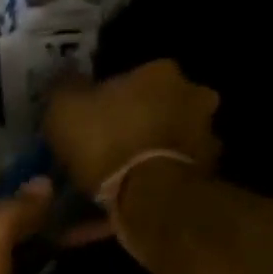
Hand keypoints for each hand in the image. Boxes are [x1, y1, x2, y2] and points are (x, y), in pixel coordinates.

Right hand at [43, 59, 221, 194]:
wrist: (149, 196)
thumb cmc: (107, 143)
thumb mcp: (65, 111)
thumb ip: (65, 90)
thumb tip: (66, 80)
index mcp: (159, 72)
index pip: (131, 78)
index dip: (108, 100)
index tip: (91, 121)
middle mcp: (192, 94)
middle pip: (157, 107)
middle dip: (136, 125)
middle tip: (108, 151)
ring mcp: (206, 134)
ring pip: (169, 141)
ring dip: (150, 155)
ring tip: (120, 182)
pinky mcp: (207, 172)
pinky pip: (173, 174)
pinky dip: (156, 184)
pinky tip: (133, 202)